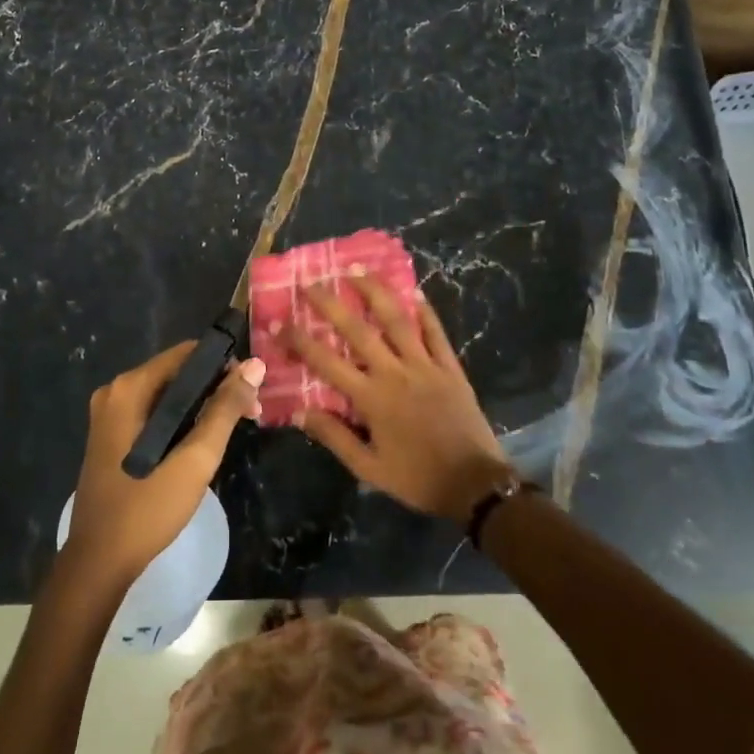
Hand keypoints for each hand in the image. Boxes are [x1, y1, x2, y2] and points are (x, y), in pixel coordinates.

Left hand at [63, 341, 264, 590]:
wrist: (99, 562)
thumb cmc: (148, 508)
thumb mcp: (195, 459)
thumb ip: (225, 409)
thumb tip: (255, 365)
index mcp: (129, 389)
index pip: (187, 354)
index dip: (224, 365)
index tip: (252, 391)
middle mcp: (115, 392)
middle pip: (177, 373)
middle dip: (216, 387)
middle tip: (251, 413)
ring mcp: (109, 415)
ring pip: (167, 395)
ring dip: (202, 405)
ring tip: (234, 428)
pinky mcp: (111, 436)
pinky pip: (154, 413)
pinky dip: (181, 420)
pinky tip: (203, 441)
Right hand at [281, 276, 512, 523]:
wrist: (474, 484)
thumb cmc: (417, 478)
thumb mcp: (369, 468)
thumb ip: (334, 437)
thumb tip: (299, 412)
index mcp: (371, 398)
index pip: (326, 362)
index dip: (300, 341)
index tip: (279, 322)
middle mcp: (395, 373)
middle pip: (358, 330)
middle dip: (331, 303)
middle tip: (312, 282)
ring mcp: (426, 366)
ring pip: (397, 320)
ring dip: (376, 292)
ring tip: (357, 270)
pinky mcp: (451, 368)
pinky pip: (436, 333)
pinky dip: (425, 311)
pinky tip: (414, 292)